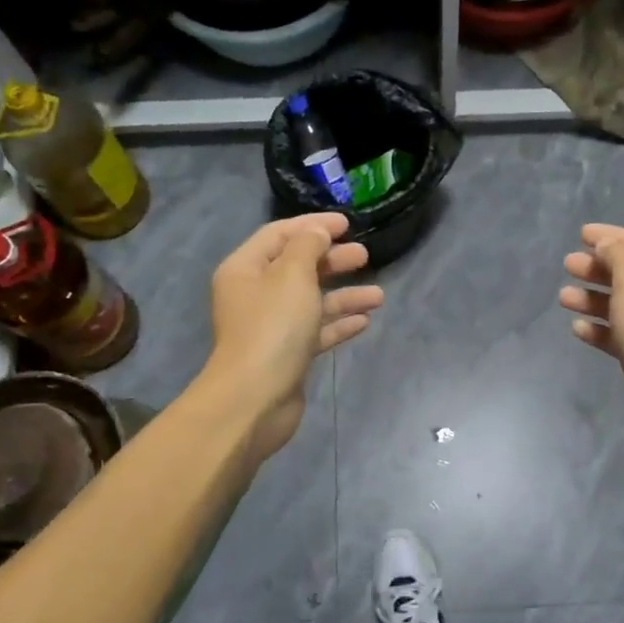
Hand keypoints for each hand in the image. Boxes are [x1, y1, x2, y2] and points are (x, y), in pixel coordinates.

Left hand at [203, 213, 382, 461]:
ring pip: (311, 301)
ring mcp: (271, 327)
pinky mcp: (287, 355)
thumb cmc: (273, 328)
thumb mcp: (292, 276)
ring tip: (378, 296)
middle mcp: (255, 295)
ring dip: (344, 295)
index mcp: (246, 269)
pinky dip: (338, 324)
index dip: (313, 225)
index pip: (280, 234)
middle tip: (365, 256)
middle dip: (332, 260)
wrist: (255, 399)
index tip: (348, 223)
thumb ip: (307, 247)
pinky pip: (316, 331)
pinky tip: (364, 321)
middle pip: (297, 267)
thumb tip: (317, 232)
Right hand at [559, 223, 623, 457]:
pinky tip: (578, 329)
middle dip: (599, 269)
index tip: (581, 234)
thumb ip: (619, 256)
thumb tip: (608, 246)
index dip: (612, 237)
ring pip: (623, 307)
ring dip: (593, 300)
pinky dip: (600, 329)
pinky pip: (620, 336)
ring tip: (564, 298)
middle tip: (568, 266)